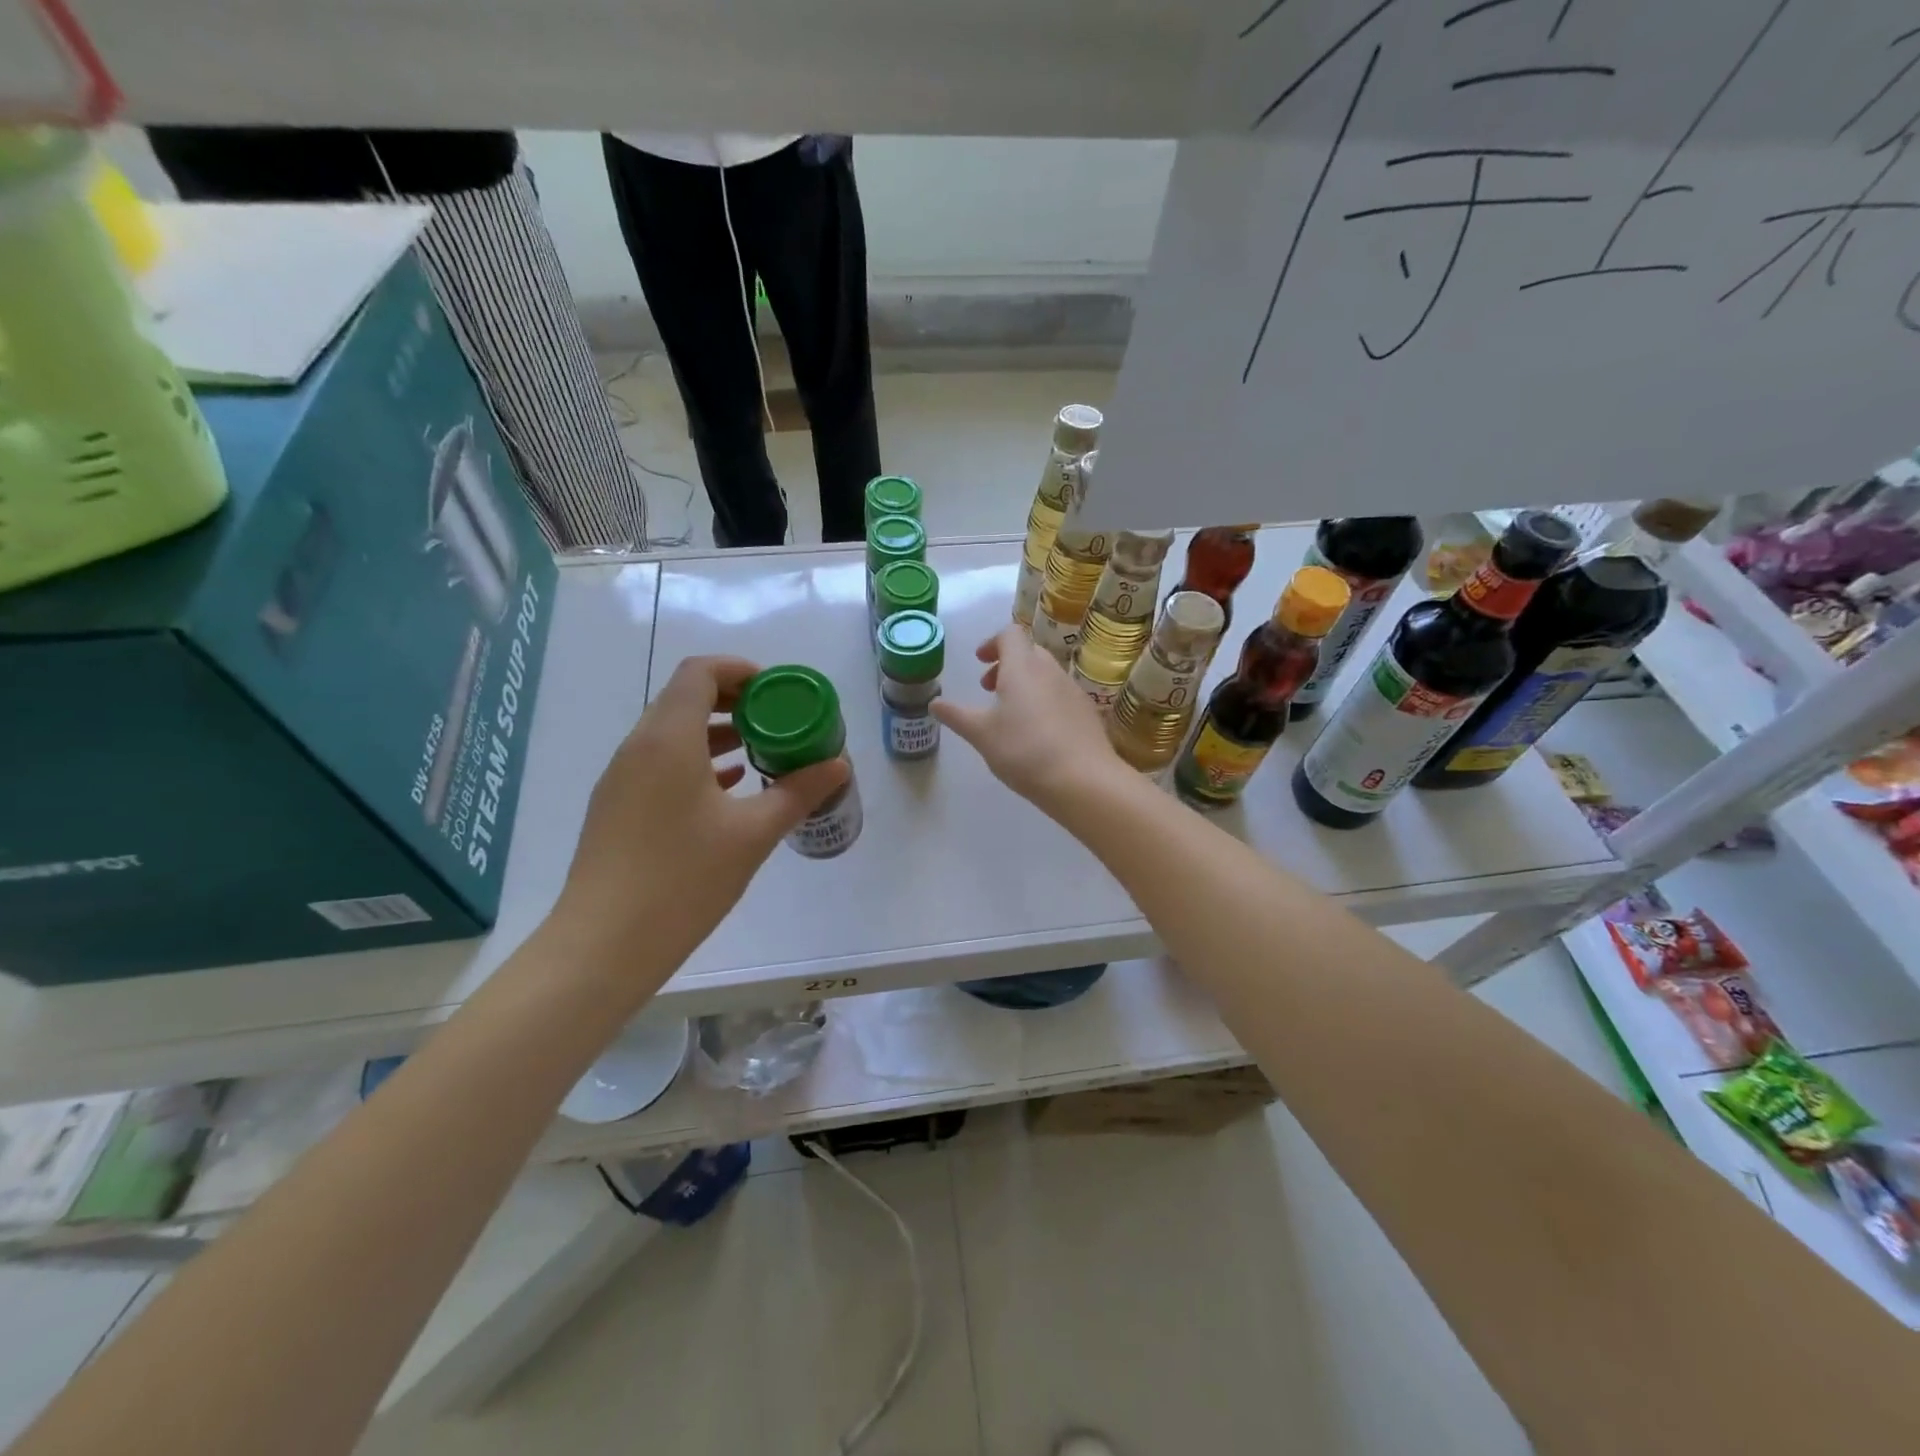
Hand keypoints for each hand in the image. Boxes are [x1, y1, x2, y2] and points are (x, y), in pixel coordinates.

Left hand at [553, 656, 848, 969]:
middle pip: (685, 698)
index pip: (700, 673)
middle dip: (735, 701)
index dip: (740, 670)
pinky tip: (729, 788)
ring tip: (760, 751)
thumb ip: (798, 792)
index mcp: (668, 739)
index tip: (777, 692)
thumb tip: (838, 765)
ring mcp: (622, 779)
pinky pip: (661, 764)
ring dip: (716, 733)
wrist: (604, 945)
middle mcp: (638, 747)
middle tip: (778, 721)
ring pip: (672, 733)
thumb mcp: (753, 834)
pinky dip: (697, 761)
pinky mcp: (617, 808)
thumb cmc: (683, 879)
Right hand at [932, 625, 1124, 811]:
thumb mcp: (982, 735)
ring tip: (1010, 715)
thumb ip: (957, 716)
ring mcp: (1073, 691)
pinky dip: (1043, 702)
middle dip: (1007, 664)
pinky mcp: (1087, 713)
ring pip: (1046, 674)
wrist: (1083, 780)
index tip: (980, 662)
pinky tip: (1037, 734)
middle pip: (1029, 652)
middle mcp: (1050, 671)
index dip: (993, 642)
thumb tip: (934, 703)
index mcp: (1022, 667)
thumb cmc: (1024, 750)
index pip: (1010, 634)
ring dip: (1025, 684)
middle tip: (989, 689)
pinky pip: (1060, 696)